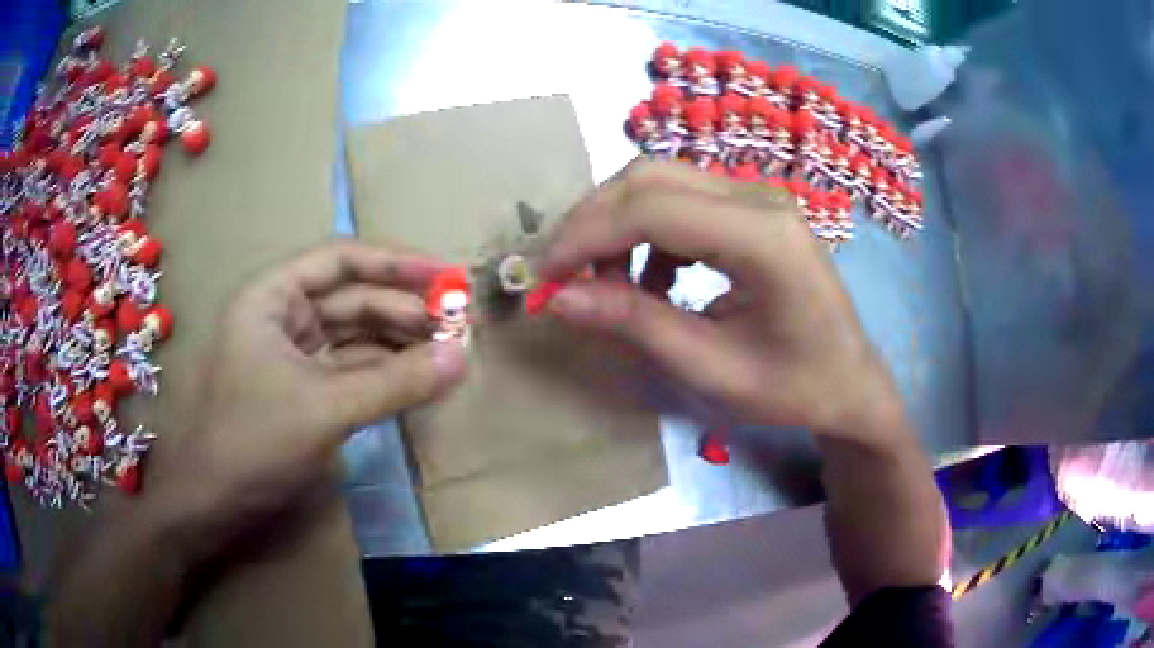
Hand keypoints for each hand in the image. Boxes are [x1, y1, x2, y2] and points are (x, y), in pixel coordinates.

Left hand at [150, 241, 467, 552]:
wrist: (212, 502)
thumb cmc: (252, 441)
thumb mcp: (325, 409)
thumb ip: (395, 382)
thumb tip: (462, 357)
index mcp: (272, 297)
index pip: (342, 260)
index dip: (397, 263)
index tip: (449, 275)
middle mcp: (282, 316)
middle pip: (353, 298)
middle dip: (405, 310)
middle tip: (458, 326)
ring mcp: (292, 355)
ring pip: (354, 336)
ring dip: (399, 343)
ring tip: (448, 353)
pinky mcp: (302, 390)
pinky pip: (350, 370)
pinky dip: (384, 374)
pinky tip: (417, 380)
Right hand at [537, 161, 901, 441]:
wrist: (849, 383)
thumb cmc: (793, 388)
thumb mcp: (711, 368)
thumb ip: (635, 324)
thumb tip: (558, 298)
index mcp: (763, 238)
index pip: (652, 208)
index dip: (585, 236)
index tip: (543, 276)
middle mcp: (760, 198)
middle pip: (650, 178)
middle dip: (593, 221)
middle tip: (561, 273)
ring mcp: (758, 197)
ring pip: (661, 183)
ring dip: (617, 225)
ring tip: (604, 283)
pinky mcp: (752, 209)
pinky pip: (682, 201)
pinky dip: (647, 234)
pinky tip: (651, 280)